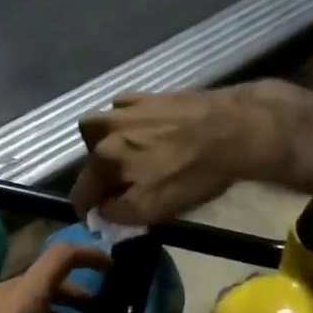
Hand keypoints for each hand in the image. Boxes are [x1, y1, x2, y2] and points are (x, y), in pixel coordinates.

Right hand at [69, 83, 289, 225]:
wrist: (232, 129)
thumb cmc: (193, 173)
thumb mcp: (154, 208)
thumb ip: (119, 213)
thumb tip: (101, 212)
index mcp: (103, 161)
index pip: (80, 192)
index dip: (87, 209)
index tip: (99, 217)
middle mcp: (105, 132)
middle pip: (88, 159)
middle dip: (98, 175)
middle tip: (120, 186)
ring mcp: (125, 109)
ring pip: (98, 128)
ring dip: (104, 142)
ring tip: (127, 153)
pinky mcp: (147, 95)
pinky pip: (123, 108)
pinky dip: (126, 120)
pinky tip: (145, 128)